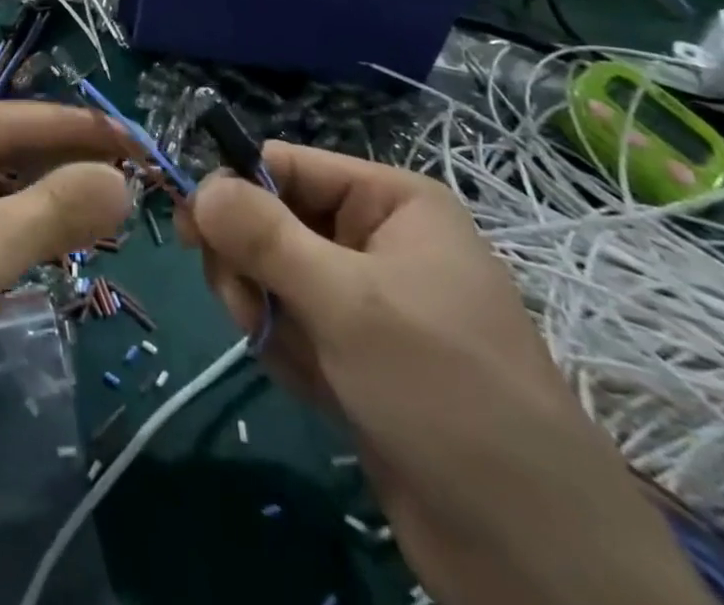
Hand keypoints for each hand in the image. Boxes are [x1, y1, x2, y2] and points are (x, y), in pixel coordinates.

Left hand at [0, 100, 130, 481]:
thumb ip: (58, 208)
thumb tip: (122, 181)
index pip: (9, 118)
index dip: (77, 129)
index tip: (137, 138)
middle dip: (60, 164)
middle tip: (129, 176)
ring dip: (40, 196)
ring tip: (101, 206)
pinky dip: (12, 224)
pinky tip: (51, 236)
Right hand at [188, 143, 710, 604]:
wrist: (534, 556)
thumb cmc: (443, 392)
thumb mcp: (346, 302)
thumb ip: (264, 236)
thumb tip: (198, 186)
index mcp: (389, 202)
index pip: (285, 165)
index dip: (233, 190)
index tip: (189, 229)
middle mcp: (376, 239)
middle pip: (270, 220)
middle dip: (251, 266)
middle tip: (249, 307)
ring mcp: (366, 299)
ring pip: (272, 276)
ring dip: (266, 313)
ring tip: (298, 359)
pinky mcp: (356, 354)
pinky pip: (291, 325)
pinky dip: (288, 352)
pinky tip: (319, 390)